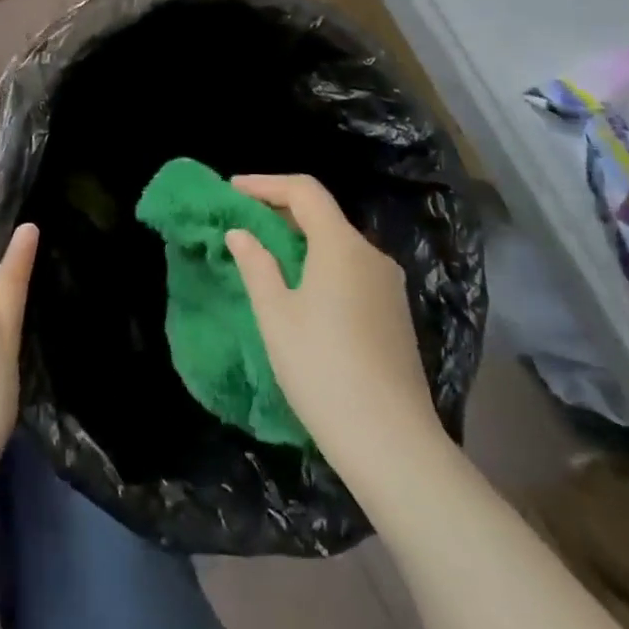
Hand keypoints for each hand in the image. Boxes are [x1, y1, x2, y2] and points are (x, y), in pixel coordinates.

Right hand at [225, 174, 441, 468]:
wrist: (393, 445)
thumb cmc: (322, 369)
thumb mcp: (276, 315)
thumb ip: (256, 265)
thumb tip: (240, 233)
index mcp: (341, 245)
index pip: (304, 191)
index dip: (266, 184)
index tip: (233, 189)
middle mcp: (371, 255)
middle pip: (323, 215)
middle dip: (281, 211)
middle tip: (243, 221)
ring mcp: (389, 286)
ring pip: (339, 244)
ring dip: (301, 240)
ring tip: (267, 255)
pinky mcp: (396, 315)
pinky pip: (352, 270)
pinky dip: (322, 264)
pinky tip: (302, 290)